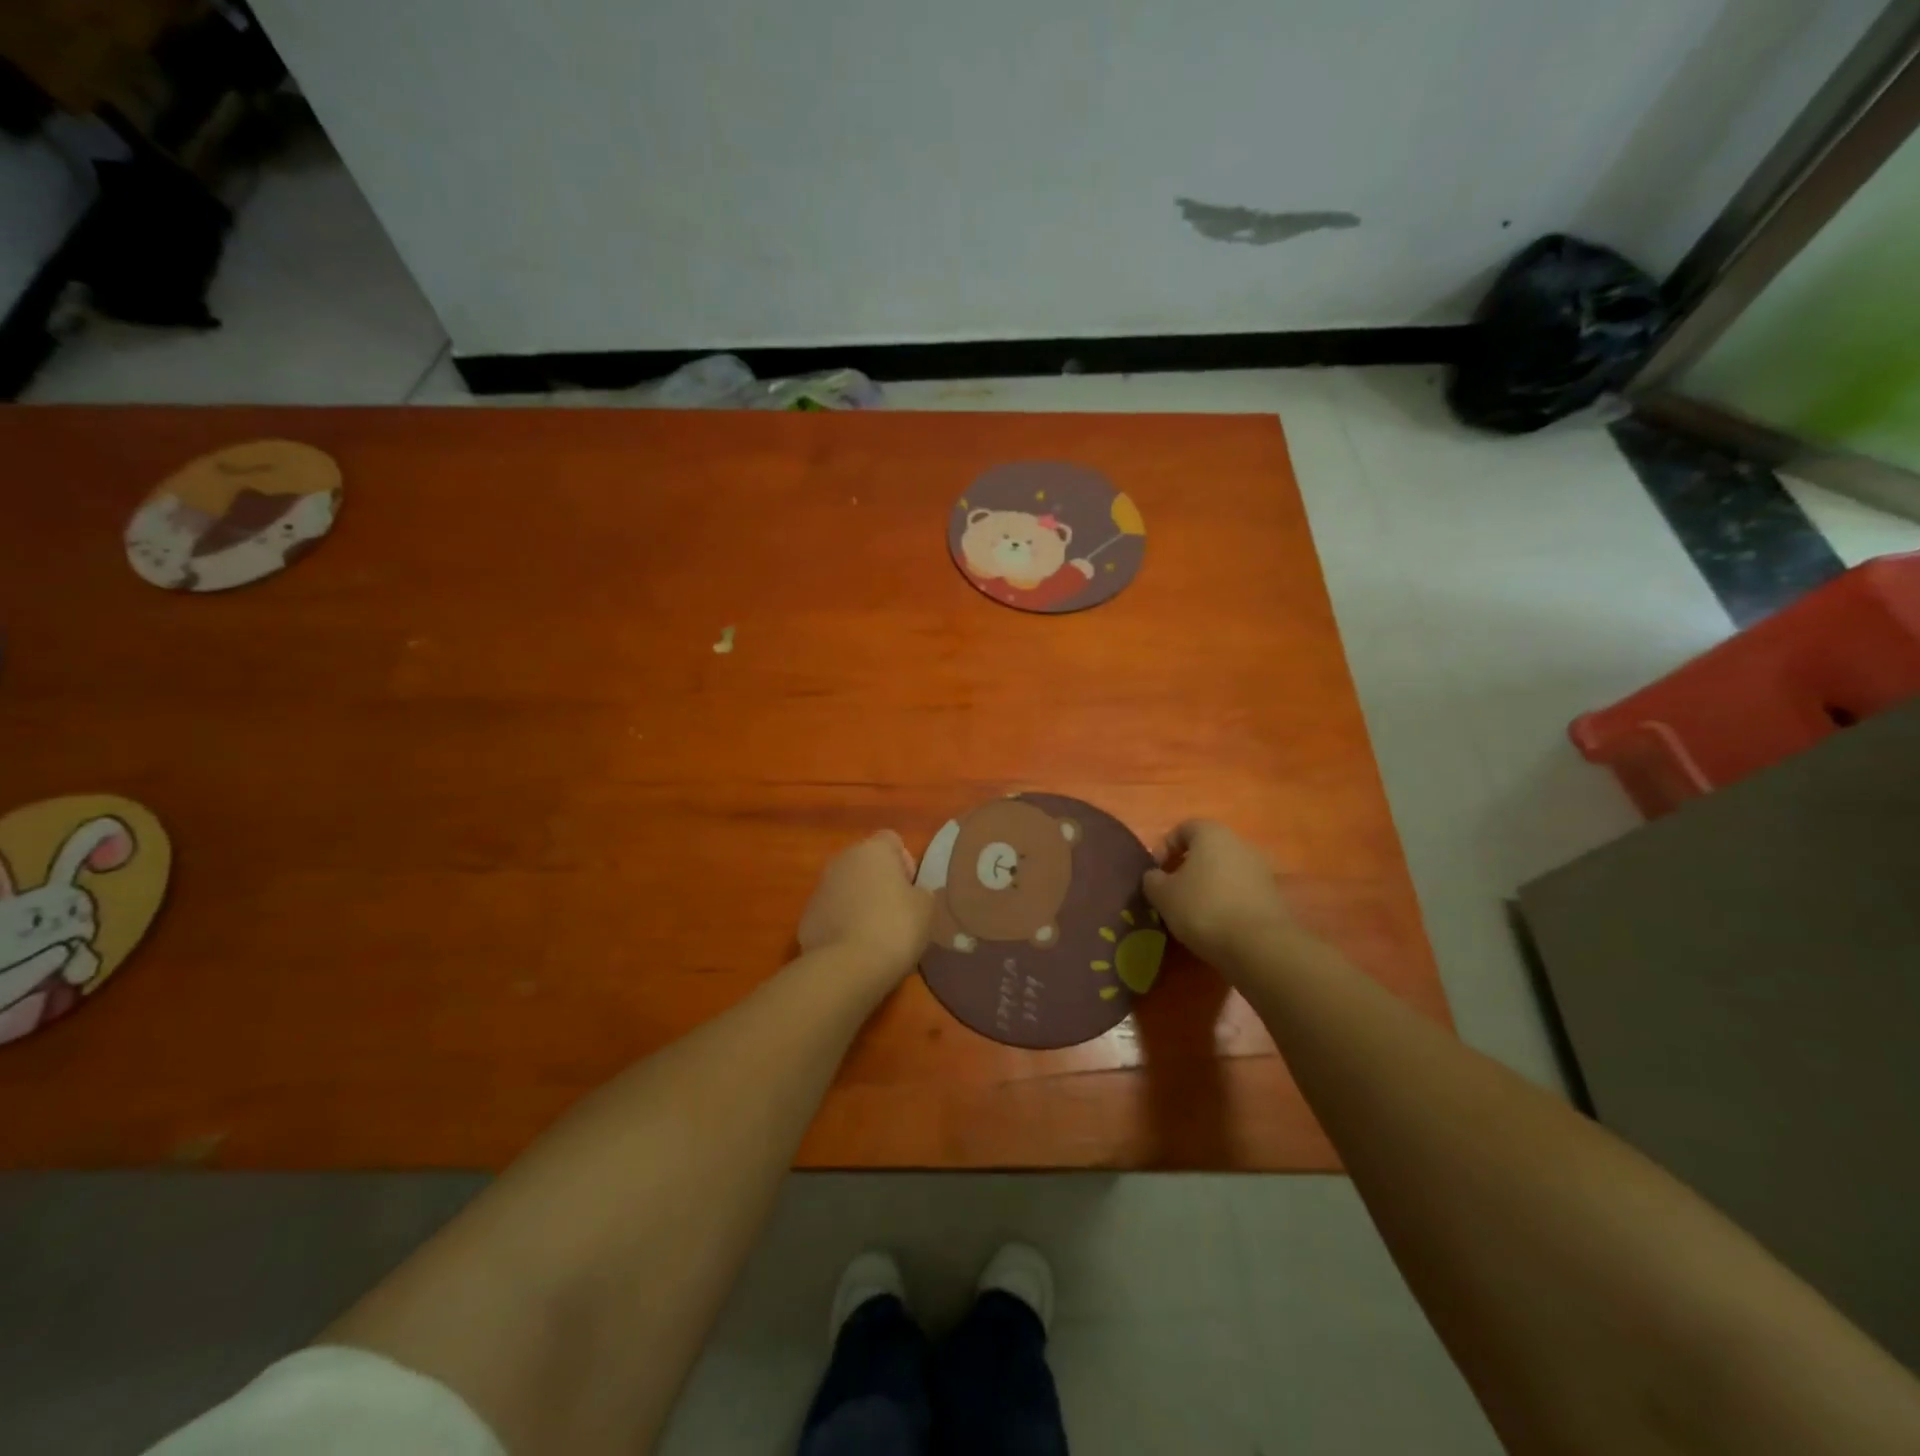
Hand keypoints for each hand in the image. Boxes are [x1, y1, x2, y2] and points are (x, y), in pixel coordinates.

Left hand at [798, 831, 933, 983]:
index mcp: (873, 850)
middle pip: (866, 863)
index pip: (892, 840)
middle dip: (879, 882)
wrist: (847, 966)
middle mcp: (842, 860)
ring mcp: (819, 888)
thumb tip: (911, 893)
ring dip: (858, 902)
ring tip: (874, 934)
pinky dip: (841, 923)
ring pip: (846, 887)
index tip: (911, 890)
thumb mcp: (926, 907)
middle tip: (895, 913)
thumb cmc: (895, 927)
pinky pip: (831, 912)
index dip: (905, 863)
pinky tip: (853, 947)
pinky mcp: (806, 916)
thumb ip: (920, 891)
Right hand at [1143, 821, 1294, 972]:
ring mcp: (1260, 869)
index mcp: (1211, 833)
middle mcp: (1239, 843)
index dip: (1164, 847)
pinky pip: (1240, 891)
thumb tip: (1156, 877)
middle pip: (1206, 849)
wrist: (1259, 945)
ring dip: (1208, 885)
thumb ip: (1152, 880)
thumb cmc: (1203, 908)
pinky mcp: (1273, 895)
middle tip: (1172, 892)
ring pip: (1224, 870)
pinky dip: (1226, 901)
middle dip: (1187, 867)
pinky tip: (1217, 923)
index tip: (1155, 872)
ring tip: (1193, 911)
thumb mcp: (1162, 895)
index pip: (1183, 829)